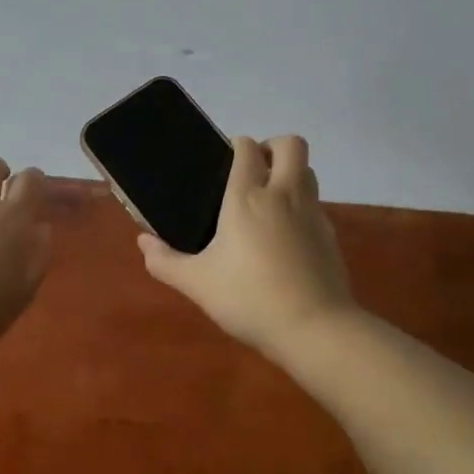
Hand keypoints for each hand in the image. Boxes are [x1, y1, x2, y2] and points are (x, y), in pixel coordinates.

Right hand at [138, 135, 357, 356]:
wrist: (314, 329)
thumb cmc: (249, 298)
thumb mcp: (197, 283)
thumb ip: (165, 262)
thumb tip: (144, 243)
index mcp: (247, 197)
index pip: (247, 149)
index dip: (236, 146)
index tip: (222, 161)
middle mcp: (284, 195)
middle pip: (290, 145)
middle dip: (272, 147)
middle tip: (252, 170)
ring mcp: (313, 214)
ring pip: (308, 172)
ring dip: (290, 174)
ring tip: (267, 201)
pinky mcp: (330, 237)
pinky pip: (315, 205)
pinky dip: (301, 207)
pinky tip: (284, 237)